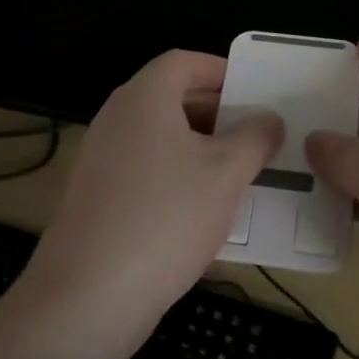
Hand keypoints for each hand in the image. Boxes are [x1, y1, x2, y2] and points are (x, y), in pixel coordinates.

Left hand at [20, 50, 282, 352]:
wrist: (89, 296)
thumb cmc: (166, 217)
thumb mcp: (226, 174)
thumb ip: (255, 138)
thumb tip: (269, 119)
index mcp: (144, 97)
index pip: (183, 61)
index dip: (220, 70)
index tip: (254, 91)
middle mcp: (116, 118)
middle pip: (171, 98)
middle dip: (217, 113)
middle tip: (255, 136)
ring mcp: (100, 159)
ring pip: (160, 138)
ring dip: (200, 150)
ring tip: (239, 175)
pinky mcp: (95, 197)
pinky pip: (144, 171)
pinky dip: (176, 178)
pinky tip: (203, 213)